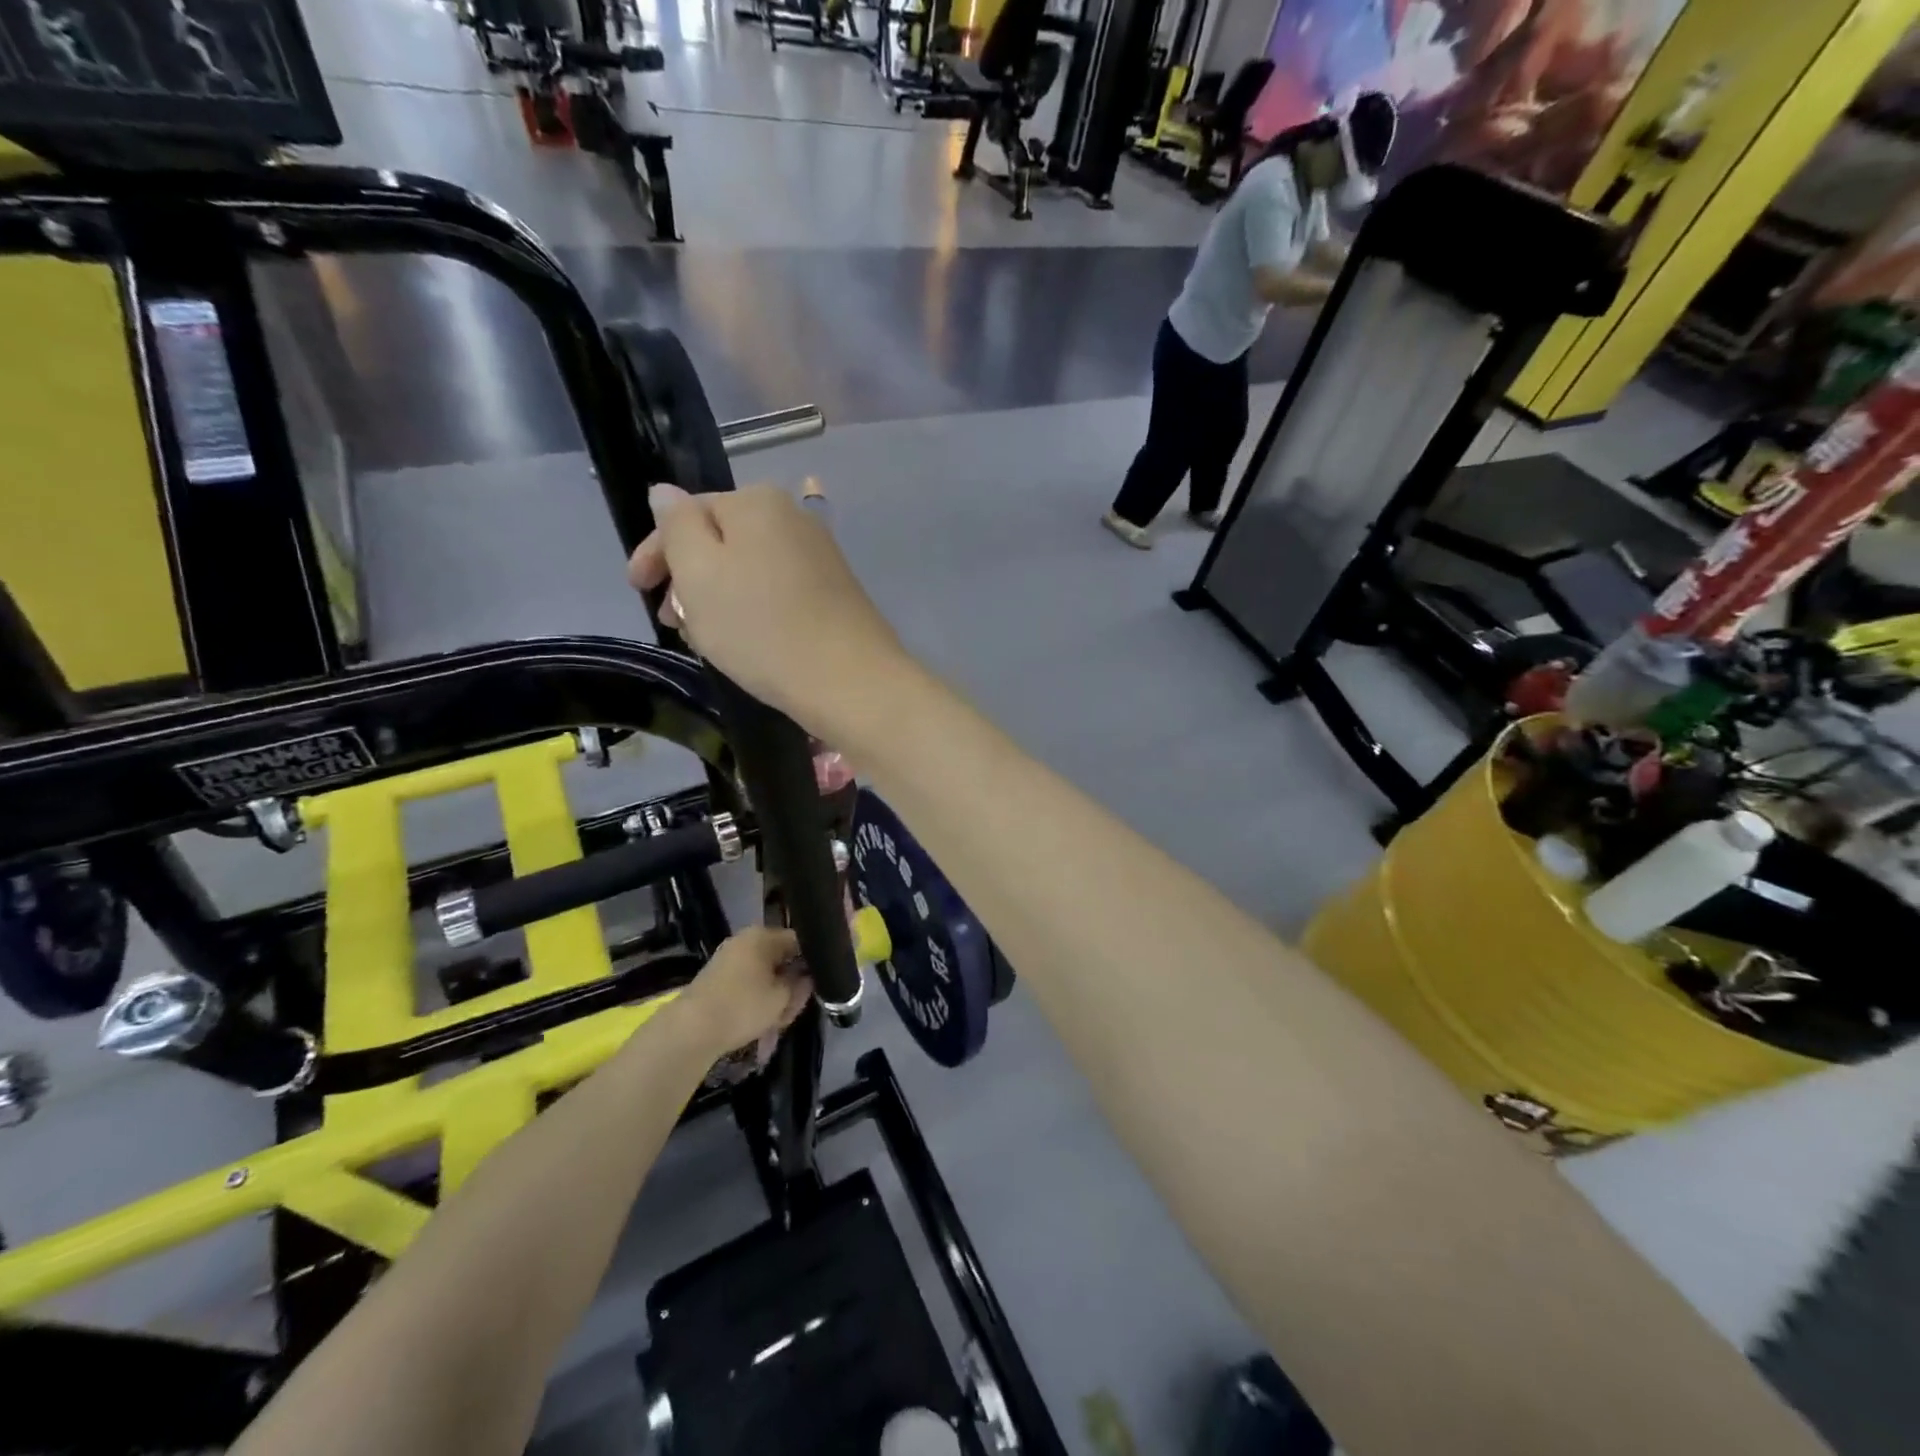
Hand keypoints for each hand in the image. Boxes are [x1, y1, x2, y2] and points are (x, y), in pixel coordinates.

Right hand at [627, 483, 914, 736]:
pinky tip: (746, 639)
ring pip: (749, 569)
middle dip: (688, 577)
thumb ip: (677, 526)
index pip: (687, 513)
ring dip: (718, 597)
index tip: (636, 589)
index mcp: (756, 501)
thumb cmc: (761, 627)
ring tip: (705, 637)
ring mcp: (819, 555)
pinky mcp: (835, 592)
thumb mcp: (699, 573)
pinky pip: (777, 590)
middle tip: (671, 620)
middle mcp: (793, 517)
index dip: (655, 551)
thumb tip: (666, 492)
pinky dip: (753, 609)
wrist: (849, 680)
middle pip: (721, 540)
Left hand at [673, 926, 811, 1057]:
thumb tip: (807, 977)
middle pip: (780, 958)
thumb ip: (801, 985)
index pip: (799, 941)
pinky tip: (760, 1022)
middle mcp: (745, 940)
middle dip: (790, 983)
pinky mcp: (718, 978)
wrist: (691, 1029)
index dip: (812, 962)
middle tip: (793, 1008)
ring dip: (774, 995)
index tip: (817, 985)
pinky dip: (757, 999)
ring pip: (764, 974)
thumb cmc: (743, 1006)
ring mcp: (729, 958)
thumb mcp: (782, 999)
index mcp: (763, 936)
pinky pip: (747, 983)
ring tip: (776, 1021)